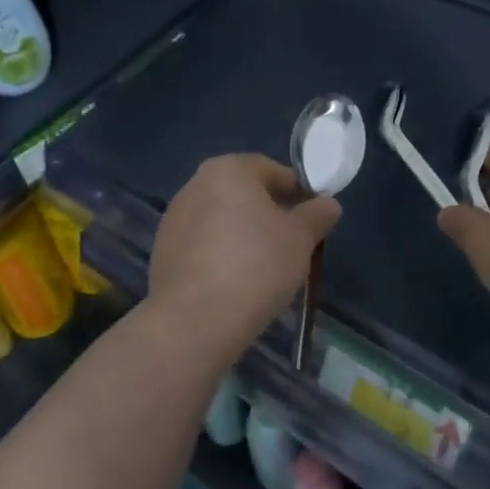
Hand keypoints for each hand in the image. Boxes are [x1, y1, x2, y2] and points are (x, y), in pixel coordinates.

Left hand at [148, 154, 341, 352]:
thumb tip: (328, 204)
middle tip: (292, 242)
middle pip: (242, 193)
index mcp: (227, 170)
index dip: (297, 191)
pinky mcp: (162, 253)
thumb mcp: (301, 238)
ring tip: (264, 267)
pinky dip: (220, 256)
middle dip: (267, 213)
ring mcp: (173, 220)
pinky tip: (235, 283)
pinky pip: (202, 246)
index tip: (313, 216)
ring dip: (242, 235)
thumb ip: (317, 215)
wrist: (196, 318)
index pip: (270, 170)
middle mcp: (194, 185)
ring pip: (220, 220)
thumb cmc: (256, 265)